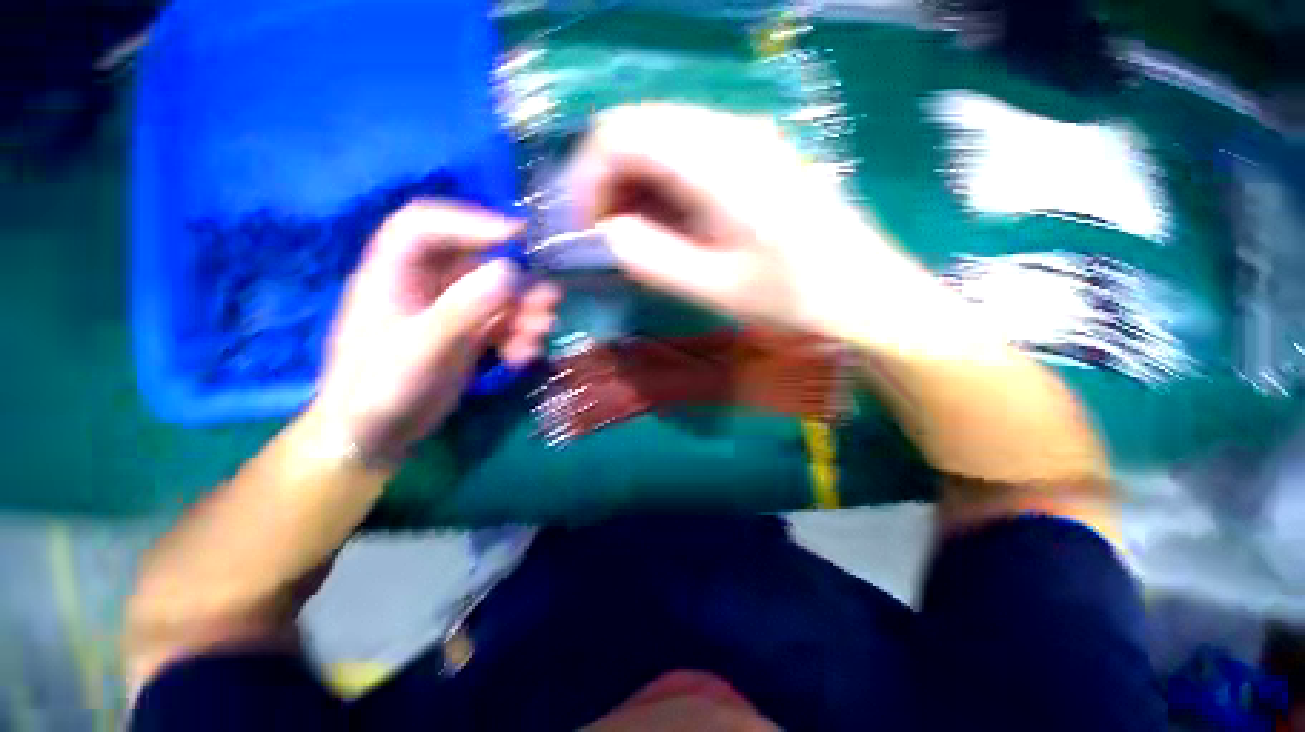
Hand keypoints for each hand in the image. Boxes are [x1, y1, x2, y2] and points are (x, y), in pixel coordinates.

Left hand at [314, 202, 558, 462]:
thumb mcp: (421, 349)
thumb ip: (464, 309)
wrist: (377, 435)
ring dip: (525, 313)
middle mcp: (425, 285)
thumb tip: (510, 271)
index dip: (469, 221)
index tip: (517, 236)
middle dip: (516, 282)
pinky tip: (522, 357)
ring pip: (498, 296)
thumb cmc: (380, 390)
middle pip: (477, 263)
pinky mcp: (468, 334)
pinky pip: (503, 324)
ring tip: (540, 335)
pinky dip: (519, 336)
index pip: (425, 226)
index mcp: (393, 274)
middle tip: (548, 301)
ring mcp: (450, 310)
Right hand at [573, 103, 927, 342]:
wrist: (864, 291)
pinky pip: (687, 153)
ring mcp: (745, 137)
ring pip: (660, 139)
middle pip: (637, 129)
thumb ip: (653, 258)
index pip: (620, 133)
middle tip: (608, 236)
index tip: (587, 227)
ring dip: (635, 184)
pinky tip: (670, 223)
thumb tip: (606, 233)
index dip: (588, 178)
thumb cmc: (795, 296)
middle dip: (608, 181)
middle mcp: (730, 130)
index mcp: (718, 160)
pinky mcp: (754, 154)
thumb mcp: (717, 288)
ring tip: (637, 235)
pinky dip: (662, 185)